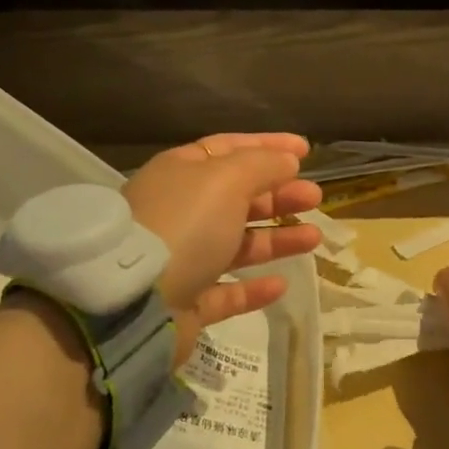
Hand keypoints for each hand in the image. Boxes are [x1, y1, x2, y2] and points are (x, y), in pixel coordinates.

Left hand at [122, 134, 322, 359]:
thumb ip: (262, 165)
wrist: (133, 303)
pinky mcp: (185, 303)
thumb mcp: (227, 179)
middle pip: (237, 196)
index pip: (229, 148)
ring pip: (237, 243)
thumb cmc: (184, 224)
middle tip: (315, 197)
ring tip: (314, 238)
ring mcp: (180, 259)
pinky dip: (253, 287)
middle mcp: (179, 211)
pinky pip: (225, 291)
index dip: (268, 145)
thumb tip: (287, 160)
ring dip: (276, 238)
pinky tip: (280, 284)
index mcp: (181, 172)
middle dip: (278, 194)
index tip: (306, 150)